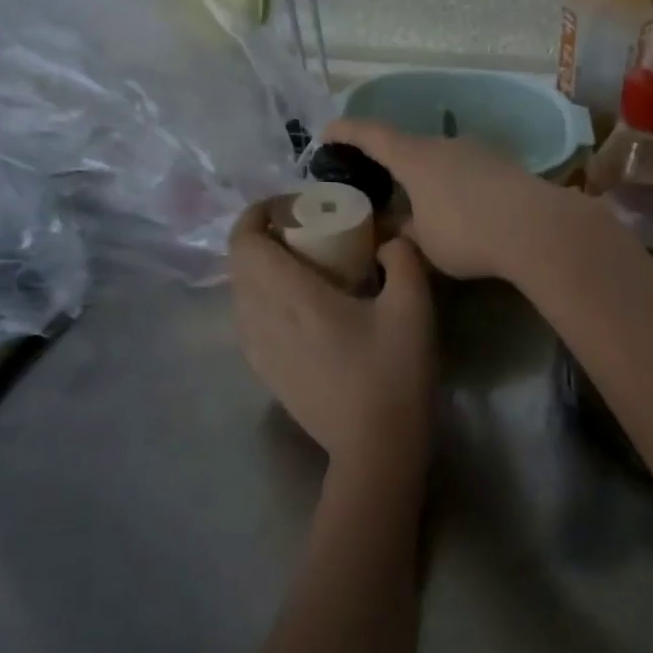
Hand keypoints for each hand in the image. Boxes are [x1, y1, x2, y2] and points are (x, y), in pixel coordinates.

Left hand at [229, 202, 436, 473]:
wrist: (375, 445)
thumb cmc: (394, 373)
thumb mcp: (414, 307)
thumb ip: (402, 257)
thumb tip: (387, 239)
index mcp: (292, 296)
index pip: (245, 240)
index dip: (259, 213)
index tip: (293, 206)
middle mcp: (261, 319)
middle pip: (239, 263)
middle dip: (263, 237)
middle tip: (305, 233)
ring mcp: (258, 350)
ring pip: (241, 293)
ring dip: (262, 269)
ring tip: (304, 269)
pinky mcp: (265, 372)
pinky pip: (249, 319)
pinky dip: (265, 299)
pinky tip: (302, 310)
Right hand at [323, 119, 587, 281]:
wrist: (536, 229)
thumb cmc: (467, 234)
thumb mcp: (424, 244)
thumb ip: (403, 231)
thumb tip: (392, 227)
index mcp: (415, 157)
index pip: (371, 135)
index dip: (346, 132)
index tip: (327, 133)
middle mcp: (445, 145)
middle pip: (409, 146)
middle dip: (391, 163)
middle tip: (378, 183)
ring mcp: (479, 152)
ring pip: (441, 159)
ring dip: (427, 177)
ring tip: (421, 202)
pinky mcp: (505, 166)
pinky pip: (467, 171)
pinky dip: (454, 185)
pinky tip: (460, 208)